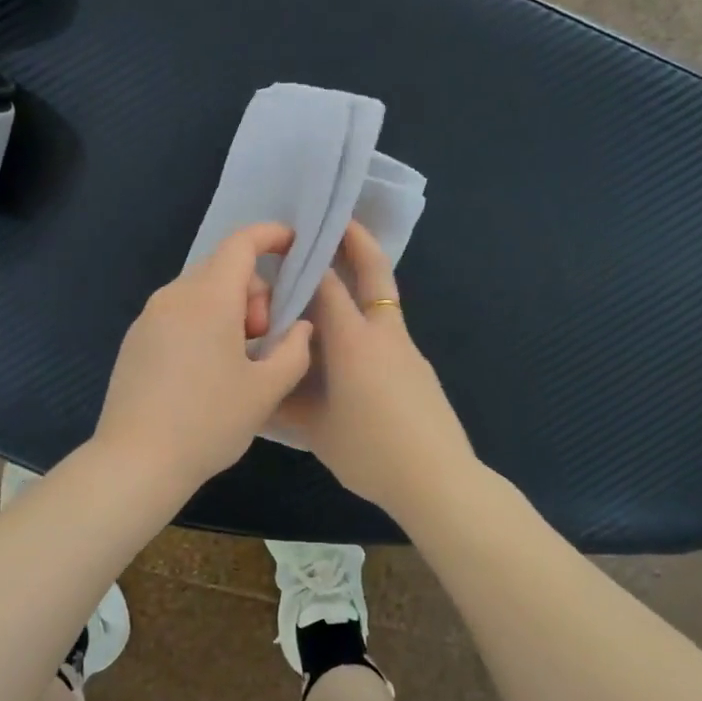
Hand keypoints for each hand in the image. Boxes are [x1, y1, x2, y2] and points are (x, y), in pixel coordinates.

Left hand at [93, 223, 315, 494]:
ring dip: (228, 311)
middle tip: (263, 339)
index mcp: (208, 299)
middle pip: (222, 270)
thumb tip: (299, 327)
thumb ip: (294, 350)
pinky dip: (202, 324)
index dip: (271, 236)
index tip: (293, 245)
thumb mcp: (266, 390)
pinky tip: (205, 372)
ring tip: (237, 362)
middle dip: (254, 293)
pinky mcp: (135, 340)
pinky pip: (178, 314)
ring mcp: (148, 317)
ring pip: (199, 293)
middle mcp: (174, 296)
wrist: (136, 462)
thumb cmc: (208, 423)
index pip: (241, 244)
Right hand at [277, 222, 475, 516]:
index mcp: (353, 342)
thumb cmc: (370, 452)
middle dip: (357, 241)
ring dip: (362, 282)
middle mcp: (383, 334)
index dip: (309, 260)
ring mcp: (407, 350)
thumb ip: (287, 402)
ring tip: (330, 286)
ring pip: (383, 302)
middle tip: (337, 220)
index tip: (289, 243)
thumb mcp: (316, 430)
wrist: (438, 480)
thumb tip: (264, 386)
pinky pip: (388, 332)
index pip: (327, 285)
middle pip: (374, 273)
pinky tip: (348, 349)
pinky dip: (367, 321)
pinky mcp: (418, 369)